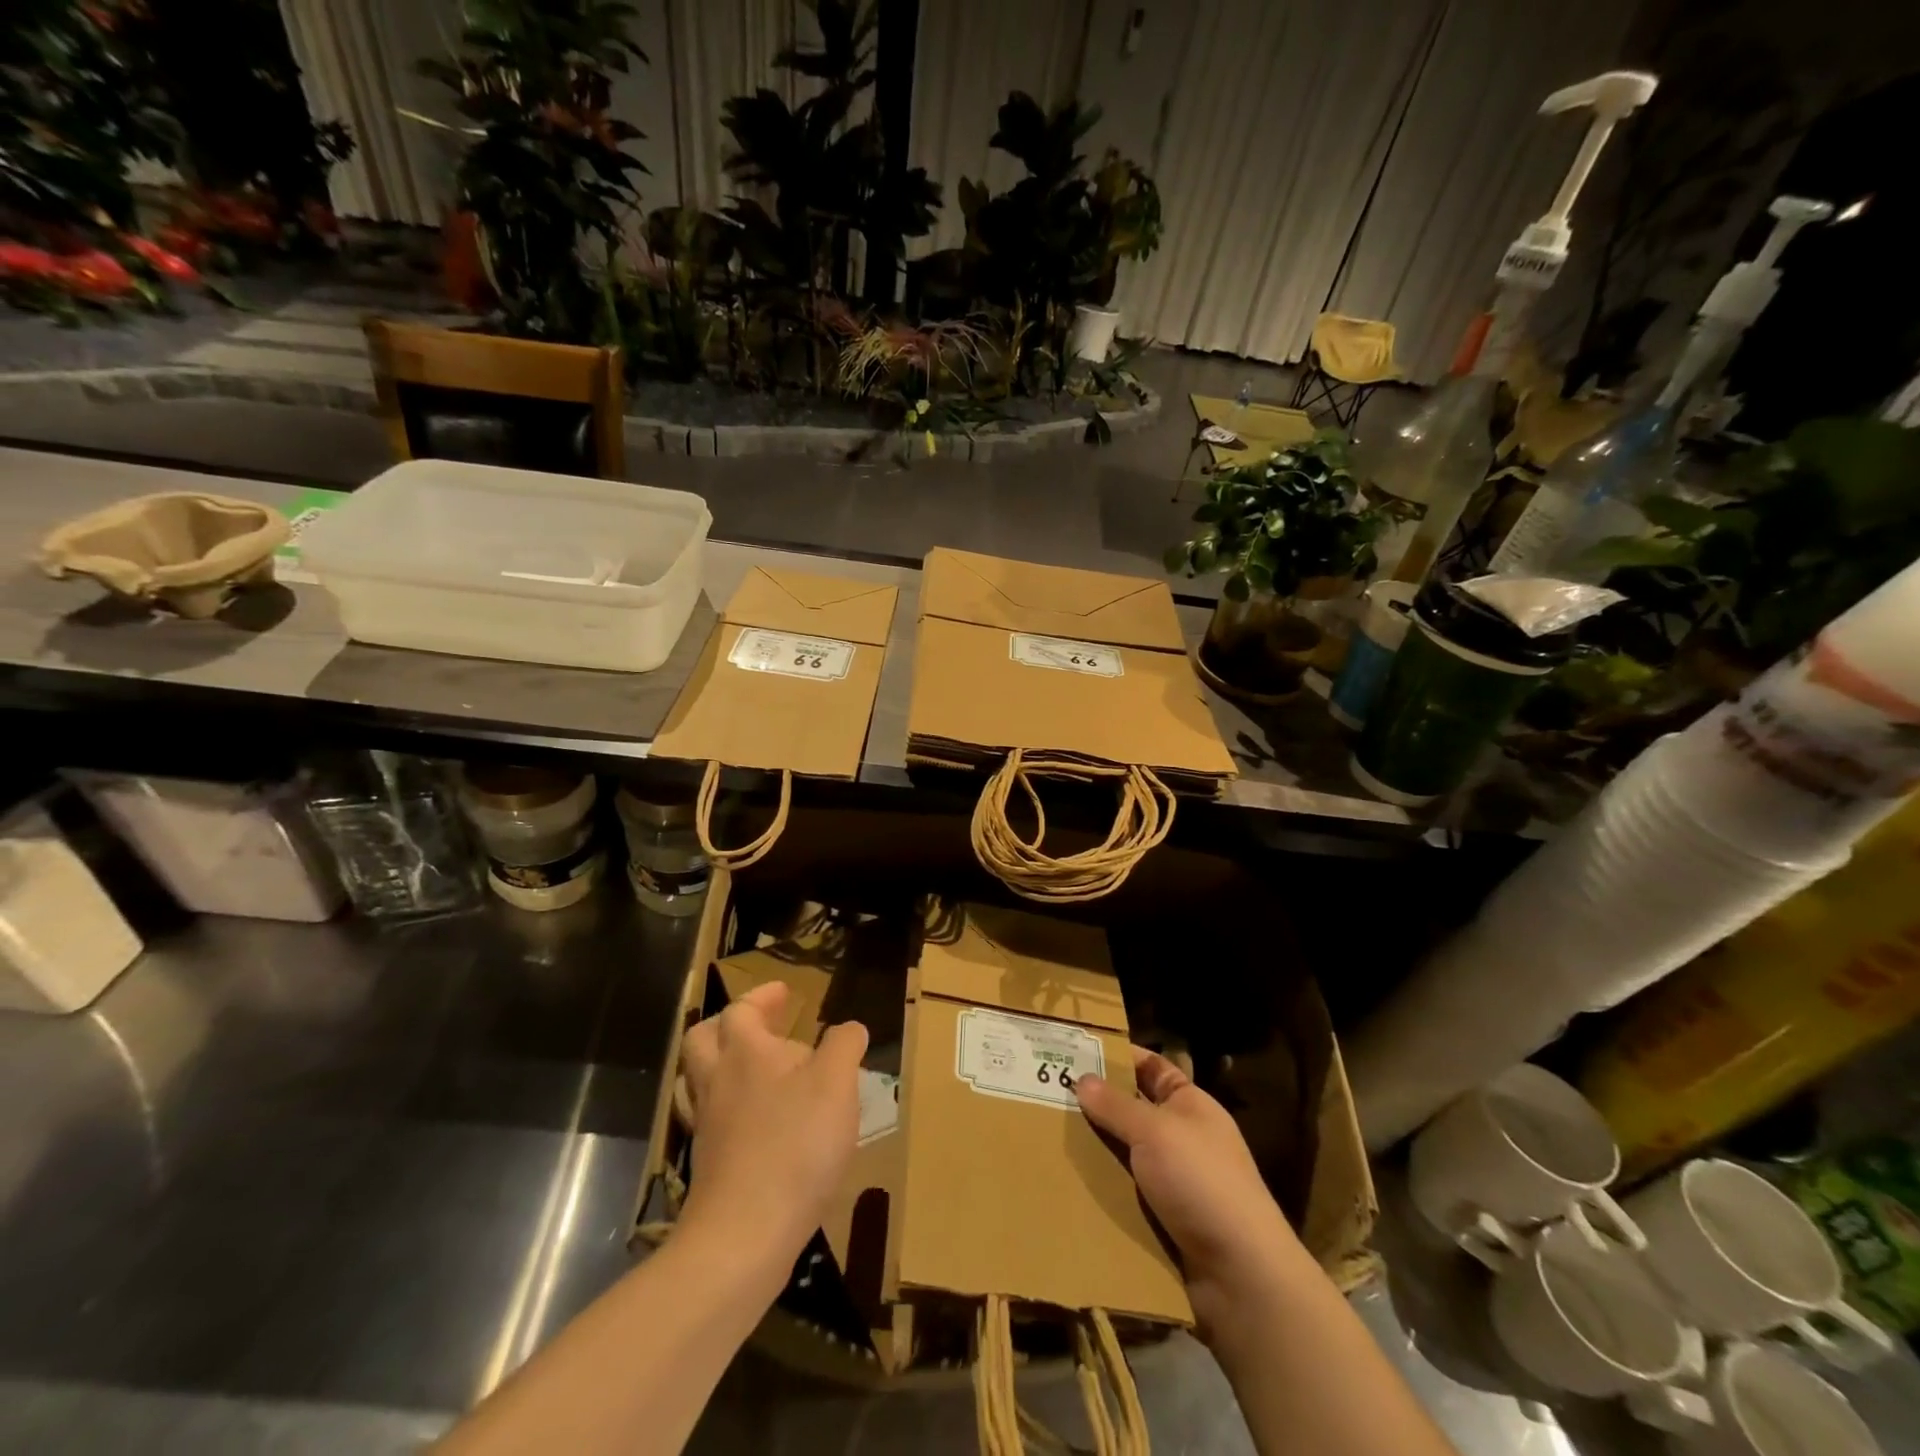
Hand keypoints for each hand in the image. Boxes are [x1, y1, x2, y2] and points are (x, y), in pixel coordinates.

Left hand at [678, 982, 867, 1285]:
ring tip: (755, 1071)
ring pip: (698, 1081)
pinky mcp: (707, 1165)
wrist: (744, 1235)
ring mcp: (706, 1126)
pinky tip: (755, 1123)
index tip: (783, 992)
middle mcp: (717, 1081)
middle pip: (703, 1039)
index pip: (741, 1009)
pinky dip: (727, 1109)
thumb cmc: (795, 1145)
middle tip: (761, 1027)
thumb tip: (849, 1028)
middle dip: (728, 1025)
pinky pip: (708, 1120)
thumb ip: (844, 1046)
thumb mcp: (837, 1084)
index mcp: (745, 1052)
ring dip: (721, 1066)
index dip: (762, 997)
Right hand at [1076, 1046, 1305, 1340]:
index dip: (1119, 1058)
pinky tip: (1067, 1184)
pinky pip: (1125, 1194)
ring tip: (1047, 1139)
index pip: (1151, 1068)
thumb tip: (1082, 1079)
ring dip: (1094, 1151)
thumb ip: (1116, 1105)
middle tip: (1048, 1097)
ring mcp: (1174, 1181)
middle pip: (1132, 1112)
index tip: (1076, 1052)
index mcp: (1190, 1105)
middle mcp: (1183, 1138)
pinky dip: (1102, 1190)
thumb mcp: (1155, 1132)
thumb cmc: (1201, 1183)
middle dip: (1096, 1107)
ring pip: (1124, 1155)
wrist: (1240, 1276)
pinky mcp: (1163, 1220)